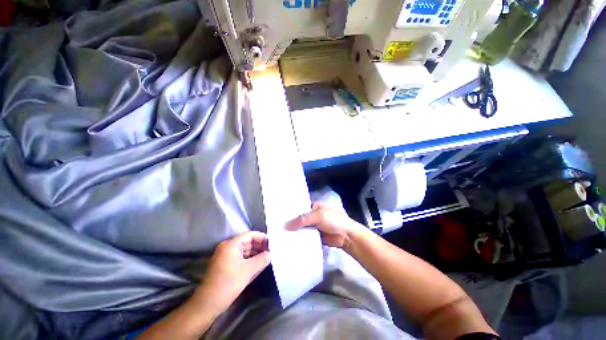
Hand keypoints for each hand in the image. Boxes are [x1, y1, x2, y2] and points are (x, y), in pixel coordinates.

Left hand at [193, 231, 269, 313]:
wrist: (207, 304)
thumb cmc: (228, 284)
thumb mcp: (248, 271)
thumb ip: (261, 260)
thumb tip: (270, 254)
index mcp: (231, 244)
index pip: (250, 235)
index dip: (261, 237)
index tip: (272, 243)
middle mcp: (227, 247)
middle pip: (247, 242)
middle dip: (259, 246)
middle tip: (271, 251)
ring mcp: (225, 256)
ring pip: (244, 250)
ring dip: (255, 253)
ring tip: (267, 257)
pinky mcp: (225, 264)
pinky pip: (240, 258)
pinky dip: (249, 259)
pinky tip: (258, 264)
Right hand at [285, 202, 364, 248]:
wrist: (347, 236)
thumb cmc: (334, 220)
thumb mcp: (319, 216)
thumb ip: (303, 220)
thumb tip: (286, 225)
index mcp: (314, 206)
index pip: (299, 207)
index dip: (290, 211)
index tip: (278, 216)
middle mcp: (312, 215)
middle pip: (299, 218)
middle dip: (290, 223)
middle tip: (276, 227)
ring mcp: (313, 226)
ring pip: (301, 228)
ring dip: (293, 232)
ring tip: (278, 236)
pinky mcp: (315, 236)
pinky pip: (305, 237)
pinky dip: (299, 239)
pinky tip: (288, 242)